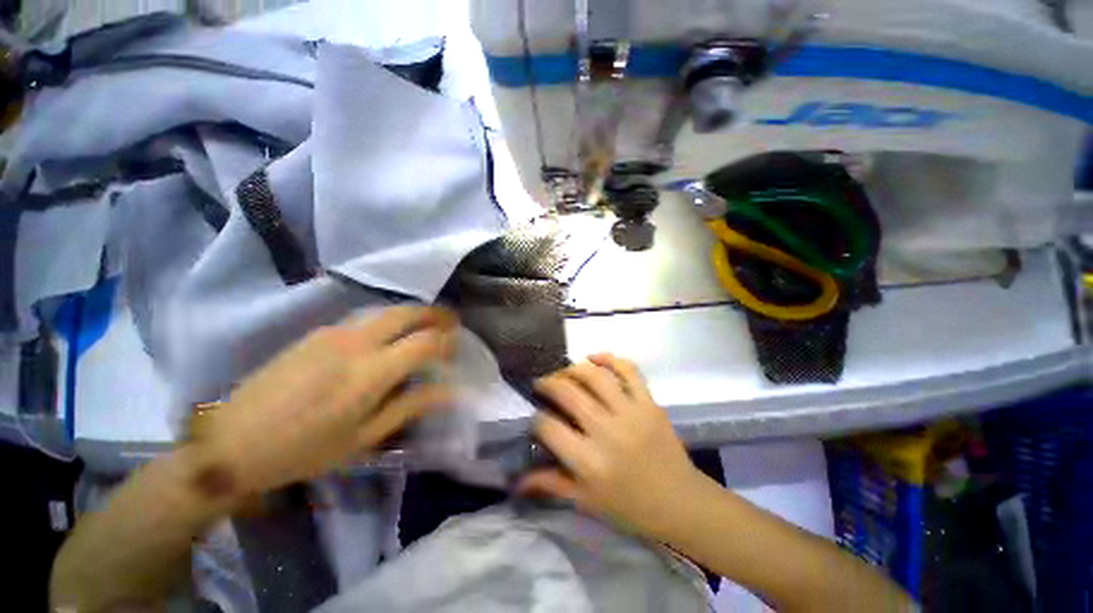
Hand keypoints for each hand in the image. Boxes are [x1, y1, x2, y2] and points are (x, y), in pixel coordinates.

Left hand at [195, 307, 457, 496]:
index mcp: (370, 373)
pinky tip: (389, 337)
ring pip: (386, 311)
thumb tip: (449, 390)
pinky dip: (389, 321)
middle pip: (407, 313)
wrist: (230, 443)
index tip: (457, 348)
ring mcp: (334, 332)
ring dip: (413, 315)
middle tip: (451, 323)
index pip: (424, 342)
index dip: (447, 341)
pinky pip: (365, 318)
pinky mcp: (317, 332)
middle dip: (435, 314)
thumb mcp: (364, 437)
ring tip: (426, 328)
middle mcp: (355, 342)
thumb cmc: (304, 450)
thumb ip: (410, 406)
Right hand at [518, 354, 705, 538]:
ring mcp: (631, 412)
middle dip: (548, 384)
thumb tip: (516, 481)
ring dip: (573, 368)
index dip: (536, 419)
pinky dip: (609, 358)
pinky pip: (628, 370)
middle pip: (568, 393)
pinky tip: (594, 357)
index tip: (537, 418)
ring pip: (594, 376)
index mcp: (589, 461)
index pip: (548, 427)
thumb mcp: (587, 501)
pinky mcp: (649, 403)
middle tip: (543, 384)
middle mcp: (607, 431)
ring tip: (565, 373)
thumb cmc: (630, 507)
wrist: (681, 503)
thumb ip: (550, 484)